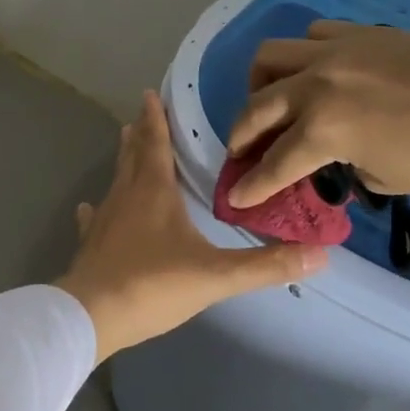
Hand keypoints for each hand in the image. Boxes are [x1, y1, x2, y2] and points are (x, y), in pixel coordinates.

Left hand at [58, 90, 326, 362]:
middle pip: (134, 155)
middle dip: (141, 133)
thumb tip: (320, 254)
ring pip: (116, 179)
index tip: (151, 94)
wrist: (92, 315)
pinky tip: (89, 207)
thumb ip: (266, 265)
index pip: (156, 144)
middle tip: (142, 113)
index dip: (155, 119)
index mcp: (154, 191)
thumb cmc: (153, 285)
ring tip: (125, 143)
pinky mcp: (90, 242)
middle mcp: (126, 195)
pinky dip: (95, 208)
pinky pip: (94, 217)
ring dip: (124, 161)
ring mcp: (104, 218)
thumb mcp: (216, 276)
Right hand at [226, 22, 409, 206]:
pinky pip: (314, 34)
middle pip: (256, 106)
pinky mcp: (363, 34)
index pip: (273, 163)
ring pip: (272, 55)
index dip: (251, 186)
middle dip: (240, 134)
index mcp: (324, 129)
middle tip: (241, 150)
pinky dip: (306, 55)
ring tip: (270, 99)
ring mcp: (338, 51)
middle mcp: (318, 84)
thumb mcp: (383, 179)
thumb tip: (331, 157)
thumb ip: (343, 166)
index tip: (235, 197)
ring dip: (261, 83)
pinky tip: (319, 72)